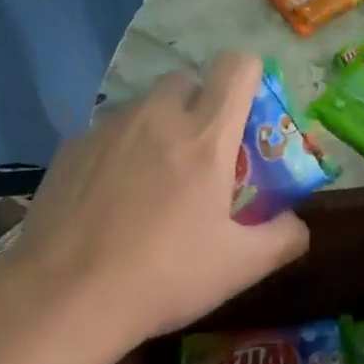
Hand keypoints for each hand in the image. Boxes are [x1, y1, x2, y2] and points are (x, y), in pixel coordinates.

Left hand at [9, 53, 310, 349]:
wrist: (66, 296)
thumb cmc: (165, 276)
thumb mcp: (240, 267)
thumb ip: (282, 238)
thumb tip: (297, 225)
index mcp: (205, 136)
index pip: (237, 67)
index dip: (249, 77)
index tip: (248, 112)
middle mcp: (156, 117)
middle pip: (186, 80)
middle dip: (199, 104)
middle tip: (200, 155)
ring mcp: (107, 128)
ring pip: (143, 106)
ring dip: (157, 127)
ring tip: (151, 181)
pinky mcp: (70, 148)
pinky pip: (106, 133)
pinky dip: (118, 151)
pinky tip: (109, 199)